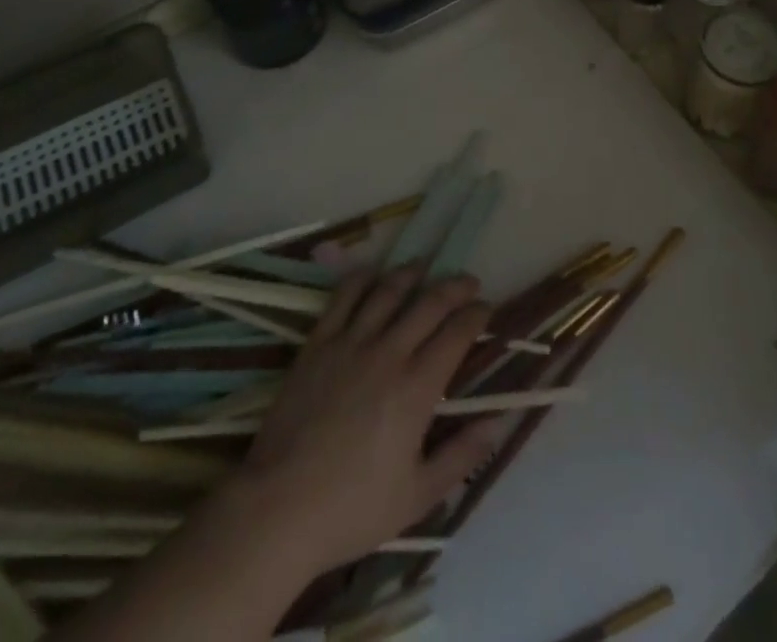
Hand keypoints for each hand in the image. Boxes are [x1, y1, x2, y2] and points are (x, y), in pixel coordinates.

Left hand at [237, 264, 505, 575]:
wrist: (277, 510)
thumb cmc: (352, 509)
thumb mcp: (418, 496)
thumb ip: (461, 456)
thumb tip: (498, 422)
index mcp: (417, 388)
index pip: (457, 333)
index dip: (477, 315)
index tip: (486, 309)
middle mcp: (389, 353)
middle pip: (430, 303)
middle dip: (455, 287)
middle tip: (468, 282)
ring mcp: (350, 344)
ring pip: (388, 291)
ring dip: (411, 273)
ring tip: (424, 266)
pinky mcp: (318, 344)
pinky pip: (343, 298)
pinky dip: (362, 278)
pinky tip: (372, 272)